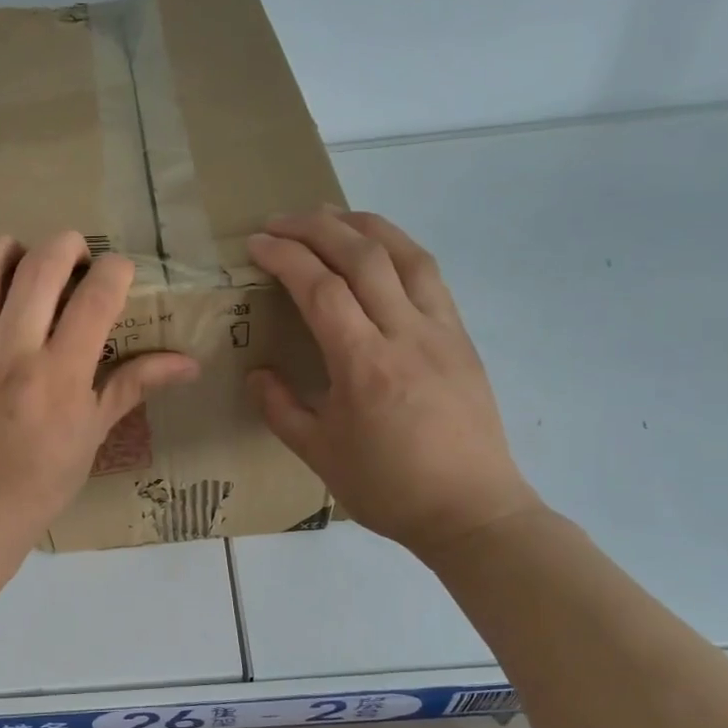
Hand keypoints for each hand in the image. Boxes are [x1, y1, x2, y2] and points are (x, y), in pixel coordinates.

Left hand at [0, 232, 199, 553]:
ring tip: (18, 255)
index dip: (114, 269)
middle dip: (66, 245)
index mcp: (61, 375)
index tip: (116, 271)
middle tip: (72, 254)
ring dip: (5, 248)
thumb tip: (190, 362)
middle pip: (40, 268)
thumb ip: (136, 384)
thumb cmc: (43, 478)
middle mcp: (11, 353)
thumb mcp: (94, 432)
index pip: (96, 297)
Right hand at [247, 209, 541, 563]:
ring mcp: (441, 331)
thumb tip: (258, 373)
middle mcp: (406, 335)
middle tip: (281, 221)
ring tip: (330, 215)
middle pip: (362, 256)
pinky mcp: (462, 338)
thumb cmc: (389, 489)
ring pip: (405, 254)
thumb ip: (280, 408)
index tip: (256, 244)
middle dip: (317, 227)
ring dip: (363, 225)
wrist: (472, 511)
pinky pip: (429, 276)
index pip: (321, 288)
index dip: (285, 257)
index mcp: (364, 365)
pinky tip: (379, 251)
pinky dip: (398, 249)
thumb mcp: (319, 455)